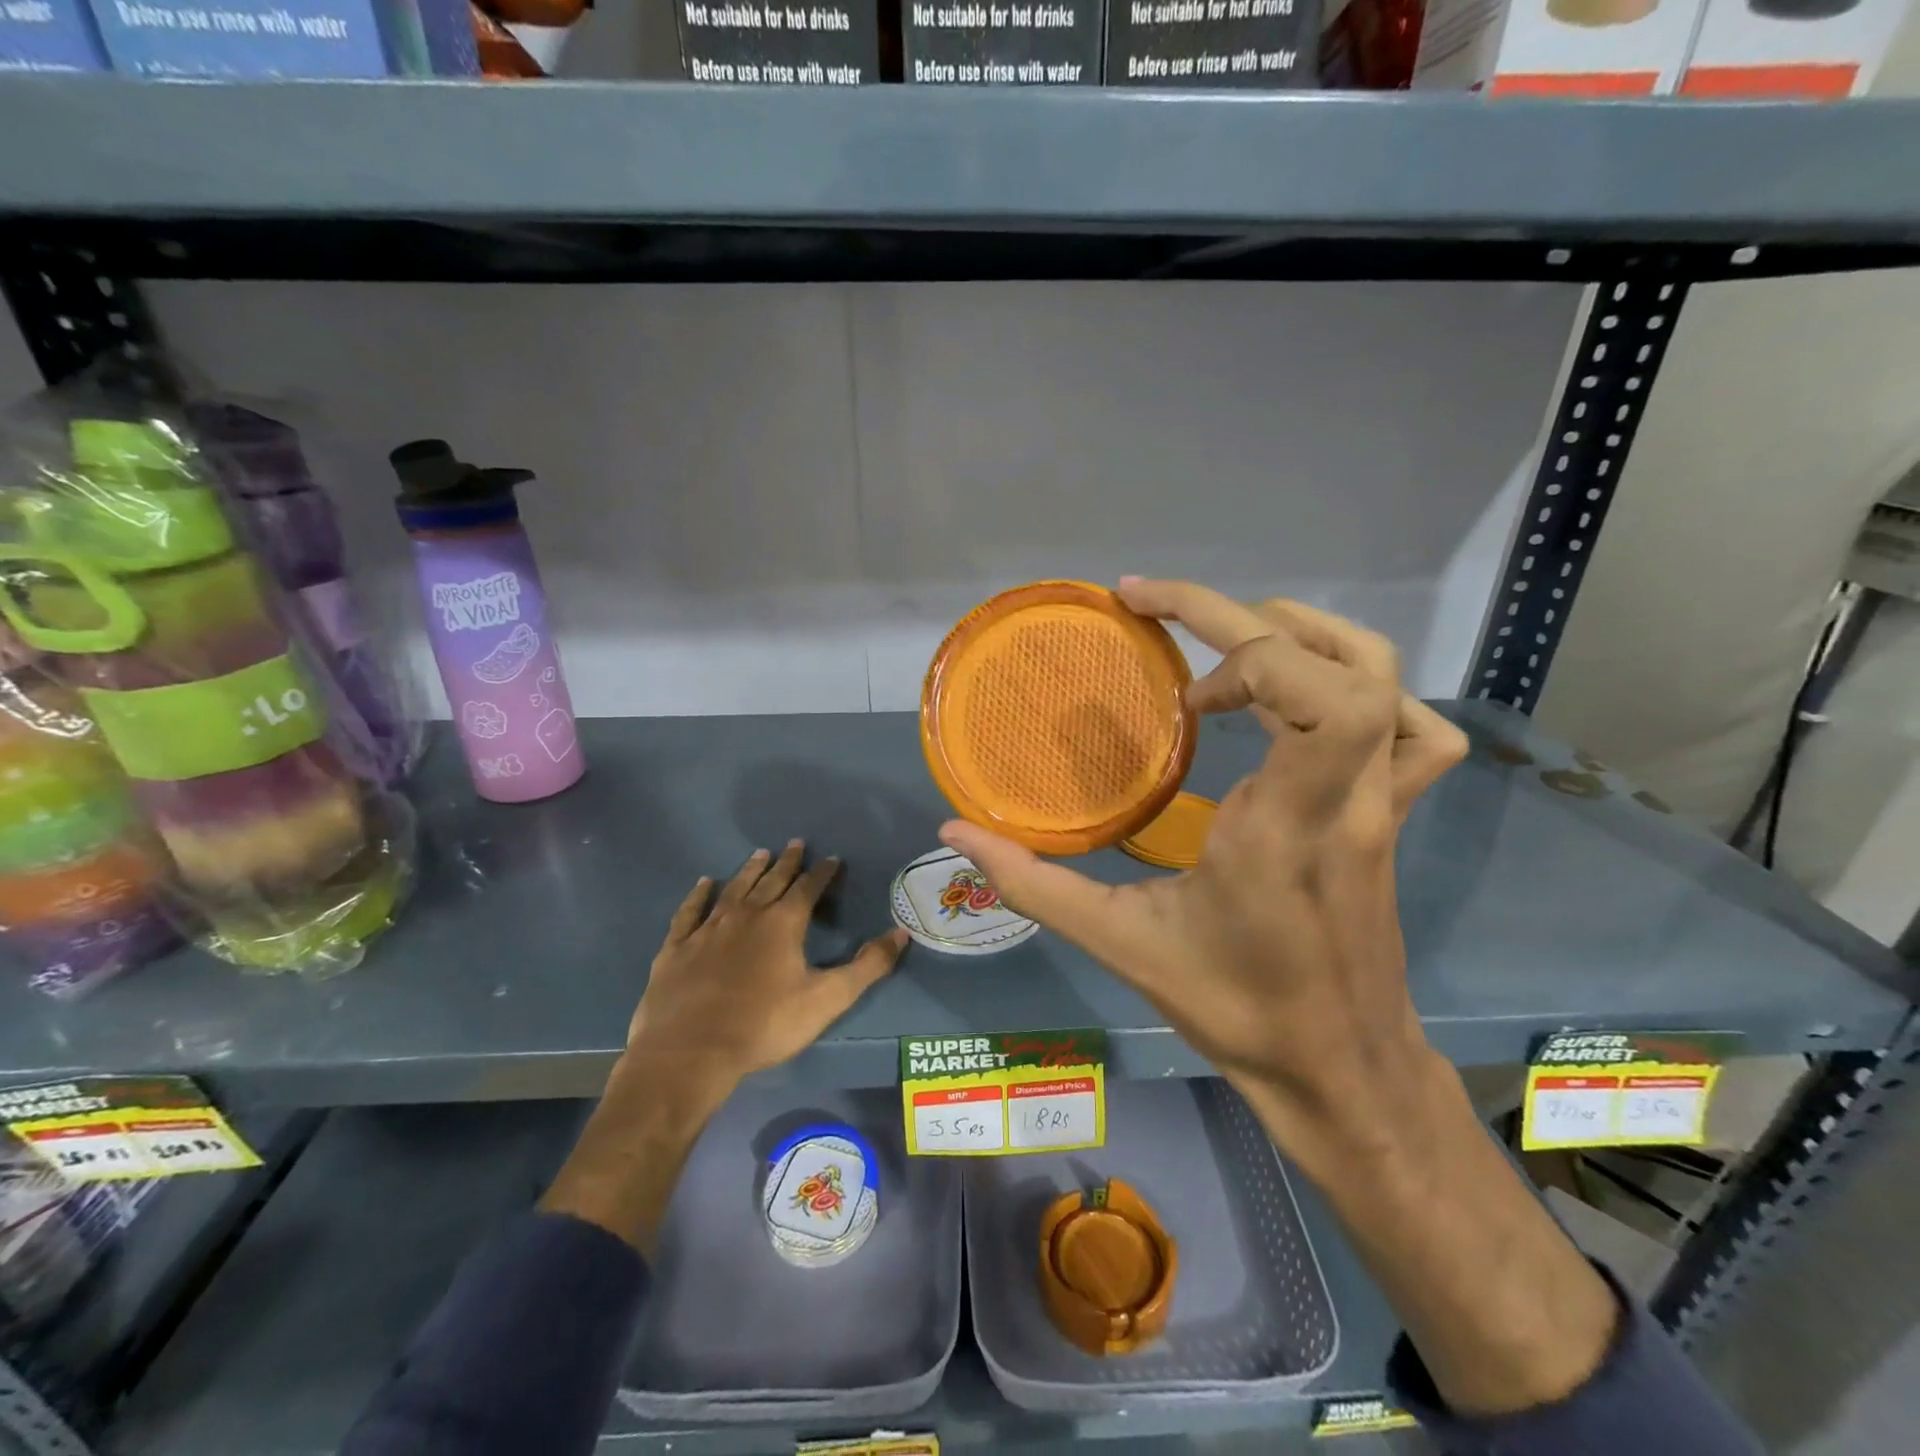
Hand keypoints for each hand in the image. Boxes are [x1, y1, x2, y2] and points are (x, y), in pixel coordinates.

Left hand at [626, 840, 908, 1097]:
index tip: (832, 858)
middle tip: (796, 843)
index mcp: (783, 923)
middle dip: (787, 862)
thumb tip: (901, 933)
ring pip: (734, 889)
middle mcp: (747, 915)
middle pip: (771, 881)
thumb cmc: (765, 1025)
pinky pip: (690, 911)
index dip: (822, 873)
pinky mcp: (677, 947)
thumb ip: (867, 966)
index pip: (808, 888)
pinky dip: (699, 895)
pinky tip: (704, 883)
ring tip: (760, 853)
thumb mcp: (827, 999)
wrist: (691, 1052)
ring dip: (749, 870)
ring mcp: (708, 928)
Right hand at [941, 578, 1466, 1171]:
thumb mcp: (1121, 944)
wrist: (1340, 1071)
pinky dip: (1369, 689)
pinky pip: (1417, 731)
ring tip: (1232, 645)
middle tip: (1164, 624)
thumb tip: (955, 832)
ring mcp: (1383, 804)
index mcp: (1285, 824)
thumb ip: (1034, 884)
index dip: (1240, 644)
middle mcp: (1347, 799)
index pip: (1316, 693)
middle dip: (1244, 619)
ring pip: (1387, 679)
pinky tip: (1310, 704)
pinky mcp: (1392, 815)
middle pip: (1343, 665)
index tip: (1166, 662)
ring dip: (1305, 635)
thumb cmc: (1236, 1007)